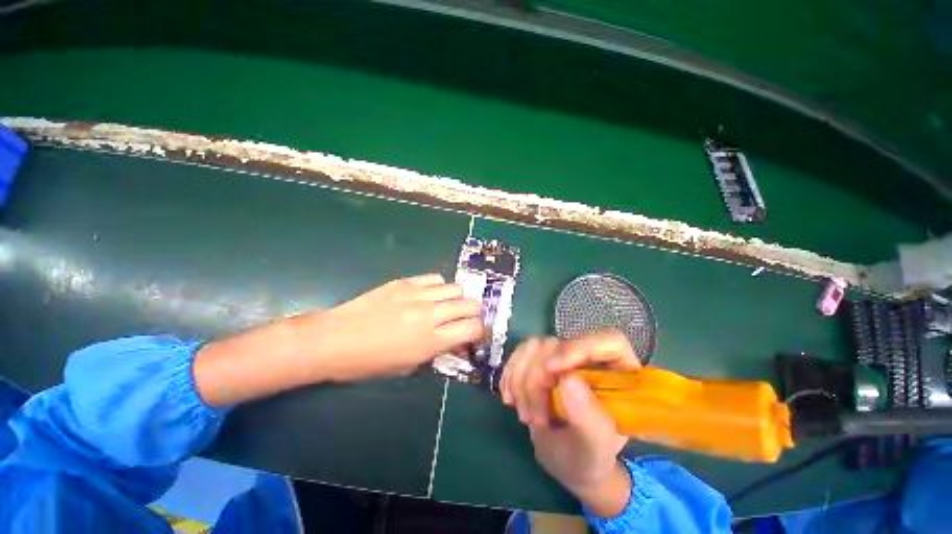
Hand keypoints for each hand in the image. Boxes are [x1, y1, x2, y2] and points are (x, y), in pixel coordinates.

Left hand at [291, 273, 485, 381]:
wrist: (332, 340)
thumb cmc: (368, 363)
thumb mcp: (406, 367)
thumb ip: (435, 352)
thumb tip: (453, 342)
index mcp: (430, 342)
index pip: (472, 329)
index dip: (479, 331)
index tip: (474, 334)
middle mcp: (429, 315)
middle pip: (469, 304)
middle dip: (473, 313)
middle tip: (464, 319)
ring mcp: (417, 295)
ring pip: (455, 288)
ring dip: (457, 298)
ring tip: (447, 305)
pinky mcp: (404, 282)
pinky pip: (434, 278)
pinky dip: (439, 286)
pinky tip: (430, 294)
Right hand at [501, 331, 638, 516]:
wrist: (566, 460)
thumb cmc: (589, 458)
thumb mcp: (594, 448)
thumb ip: (589, 419)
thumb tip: (568, 380)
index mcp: (619, 372)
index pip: (606, 341)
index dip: (578, 348)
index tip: (551, 371)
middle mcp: (590, 356)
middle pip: (559, 344)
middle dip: (538, 380)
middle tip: (533, 419)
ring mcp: (563, 355)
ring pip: (534, 346)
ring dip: (521, 380)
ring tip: (525, 416)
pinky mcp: (540, 359)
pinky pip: (519, 354)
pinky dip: (510, 375)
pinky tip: (510, 399)